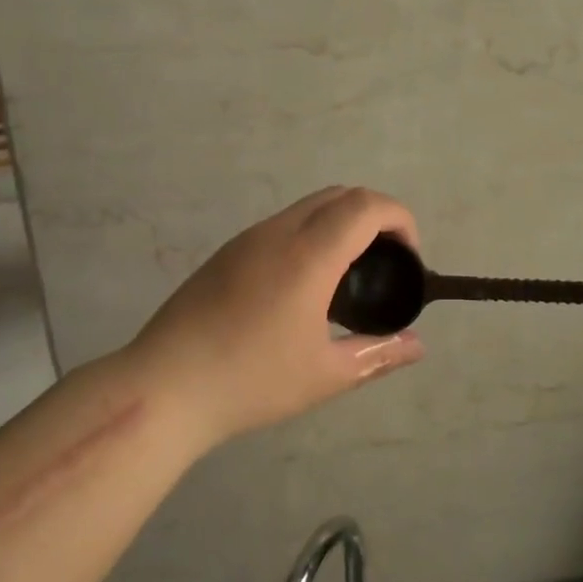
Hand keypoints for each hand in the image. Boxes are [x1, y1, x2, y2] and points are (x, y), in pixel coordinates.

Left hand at [126, 186, 425, 445]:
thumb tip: (417, 346)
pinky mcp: (225, 254)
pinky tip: (304, 287)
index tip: (409, 257)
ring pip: (307, 207)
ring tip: (348, 277)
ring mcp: (246, 240)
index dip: (400, 219)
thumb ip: (377, 354)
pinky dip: (310, 235)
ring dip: (339, 224)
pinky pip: (281, 226)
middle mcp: (277, 233)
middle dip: (374, 216)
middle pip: (339, 195)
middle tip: (385, 264)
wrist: (165, 387)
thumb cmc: (251, 381)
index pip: (366, 205)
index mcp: (308, 255)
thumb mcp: (325, 375)